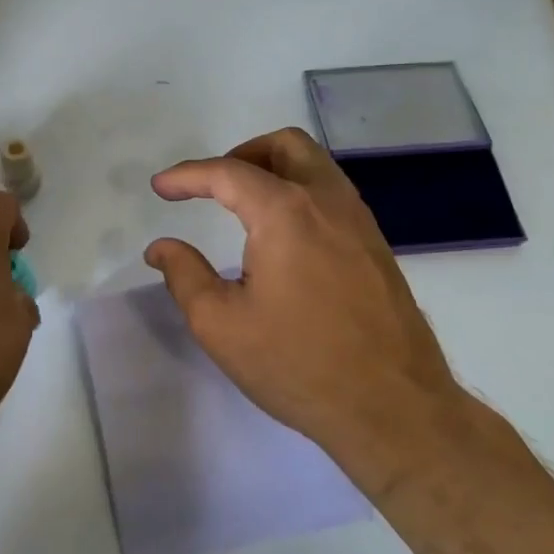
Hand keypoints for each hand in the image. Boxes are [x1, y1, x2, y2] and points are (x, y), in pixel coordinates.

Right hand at [144, 127, 463, 473]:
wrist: (393, 408)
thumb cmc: (297, 364)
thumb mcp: (220, 324)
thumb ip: (184, 274)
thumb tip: (162, 248)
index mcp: (286, 213)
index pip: (228, 173)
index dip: (187, 176)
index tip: (160, 187)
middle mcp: (328, 202)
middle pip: (286, 146)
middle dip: (241, 155)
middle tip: (212, 187)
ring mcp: (360, 222)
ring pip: (316, 166)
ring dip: (275, 170)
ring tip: (243, 208)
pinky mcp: (376, 246)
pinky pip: (333, 195)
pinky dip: (300, 193)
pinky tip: (283, 237)